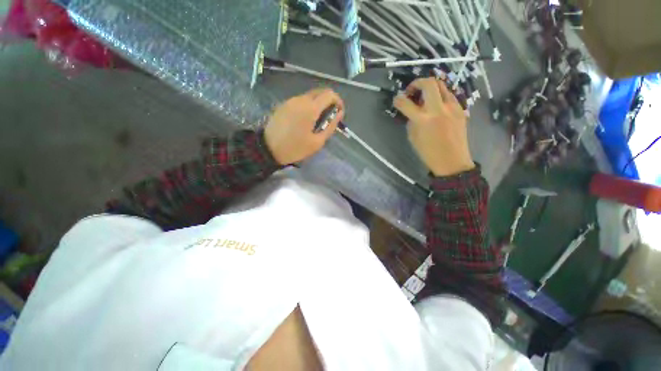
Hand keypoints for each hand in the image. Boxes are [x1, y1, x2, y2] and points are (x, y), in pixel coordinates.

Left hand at [265, 88, 344, 164]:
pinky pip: (300, 100)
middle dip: (329, 101)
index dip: (338, 101)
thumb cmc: (295, 148)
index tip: (339, 113)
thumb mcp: (317, 142)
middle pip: (320, 92)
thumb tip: (339, 114)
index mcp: (311, 108)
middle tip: (329, 117)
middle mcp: (301, 99)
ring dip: (318, 104)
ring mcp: (291, 100)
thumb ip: (330, 126)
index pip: (330, 94)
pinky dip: (308, 106)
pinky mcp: (284, 104)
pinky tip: (305, 120)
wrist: (268, 148)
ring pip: (310, 95)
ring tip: (317, 121)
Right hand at [394, 77, 474, 176]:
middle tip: (412, 92)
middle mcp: (439, 109)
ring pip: (441, 86)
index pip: (406, 103)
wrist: (452, 161)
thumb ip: (411, 121)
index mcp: (423, 120)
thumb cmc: (429, 153)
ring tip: (424, 99)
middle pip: (429, 83)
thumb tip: (411, 111)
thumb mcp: (413, 138)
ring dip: (429, 89)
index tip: (396, 99)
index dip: (398, 99)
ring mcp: (453, 107)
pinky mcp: (461, 109)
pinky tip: (436, 107)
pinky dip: (439, 97)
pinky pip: (448, 96)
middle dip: (417, 83)